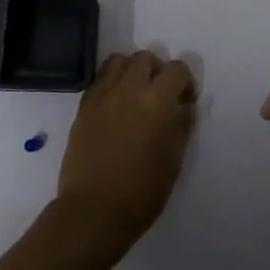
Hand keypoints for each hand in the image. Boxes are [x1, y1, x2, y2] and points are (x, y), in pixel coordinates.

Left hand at [56, 50, 197, 259]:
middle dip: (157, 71)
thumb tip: (184, 107)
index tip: (185, 102)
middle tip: (160, 96)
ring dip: (131, 71)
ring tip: (135, 95)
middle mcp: (128, 90)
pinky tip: (115, 107)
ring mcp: (102, 96)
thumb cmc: (141, 192)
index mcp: (156, 103)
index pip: (177, 69)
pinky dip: (111, 84)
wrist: (93, 211)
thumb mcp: (173, 161)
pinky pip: (99, 80)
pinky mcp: (83, 107)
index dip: (186, 82)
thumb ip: (181, 126)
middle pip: (145, 58)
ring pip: (118, 61)